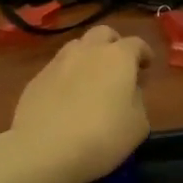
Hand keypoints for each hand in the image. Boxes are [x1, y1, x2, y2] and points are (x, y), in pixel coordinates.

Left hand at [3, 25, 152, 182]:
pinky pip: (57, 68)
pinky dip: (67, 75)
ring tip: (91, 79)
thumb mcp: (137, 125)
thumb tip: (129, 91)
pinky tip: (67, 97)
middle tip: (119, 65)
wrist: (43, 149)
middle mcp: (87, 51)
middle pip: (103, 33)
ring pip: (77, 46)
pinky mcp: (36, 78)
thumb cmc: (101, 137)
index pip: (136, 43)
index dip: (144, 53)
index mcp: (117, 57)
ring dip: (88, 56)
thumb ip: (138, 101)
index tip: (146, 66)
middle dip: (114, 44)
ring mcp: (58, 62)